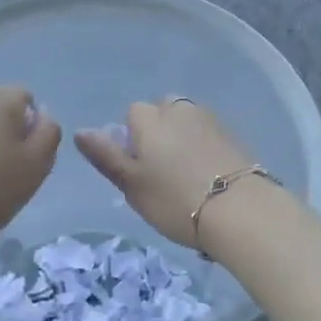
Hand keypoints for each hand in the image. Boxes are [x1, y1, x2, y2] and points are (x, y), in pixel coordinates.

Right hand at [75, 99, 258, 249]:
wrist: (240, 210)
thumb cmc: (175, 200)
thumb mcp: (131, 184)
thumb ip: (105, 156)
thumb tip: (81, 131)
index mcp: (150, 118)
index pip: (133, 114)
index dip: (133, 139)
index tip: (139, 169)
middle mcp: (180, 109)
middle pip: (162, 111)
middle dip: (159, 132)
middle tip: (162, 171)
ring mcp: (210, 120)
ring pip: (187, 121)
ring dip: (183, 138)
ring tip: (187, 175)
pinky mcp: (234, 135)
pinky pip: (209, 134)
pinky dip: (205, 147)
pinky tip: (209, 175)